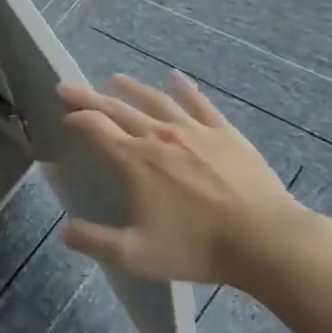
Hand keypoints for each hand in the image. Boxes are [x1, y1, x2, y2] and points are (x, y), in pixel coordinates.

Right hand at [57, 72, 310, 285]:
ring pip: (155, 100)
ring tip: (115, 79)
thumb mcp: (137, 255)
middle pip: (117, 108)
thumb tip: (64, 232)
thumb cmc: (198, 248)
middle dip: (89, 96)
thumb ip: (96, 242)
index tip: (65, 116)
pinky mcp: (224, 134)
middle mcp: (158, 136)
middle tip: (68, 87)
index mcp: (134, 160)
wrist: (266, 241)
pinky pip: (200, 104)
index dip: (76, 119)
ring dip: (131, 88)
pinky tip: (176, 77)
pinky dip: (185, 88)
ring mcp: (193, 131)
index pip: (95, 127)